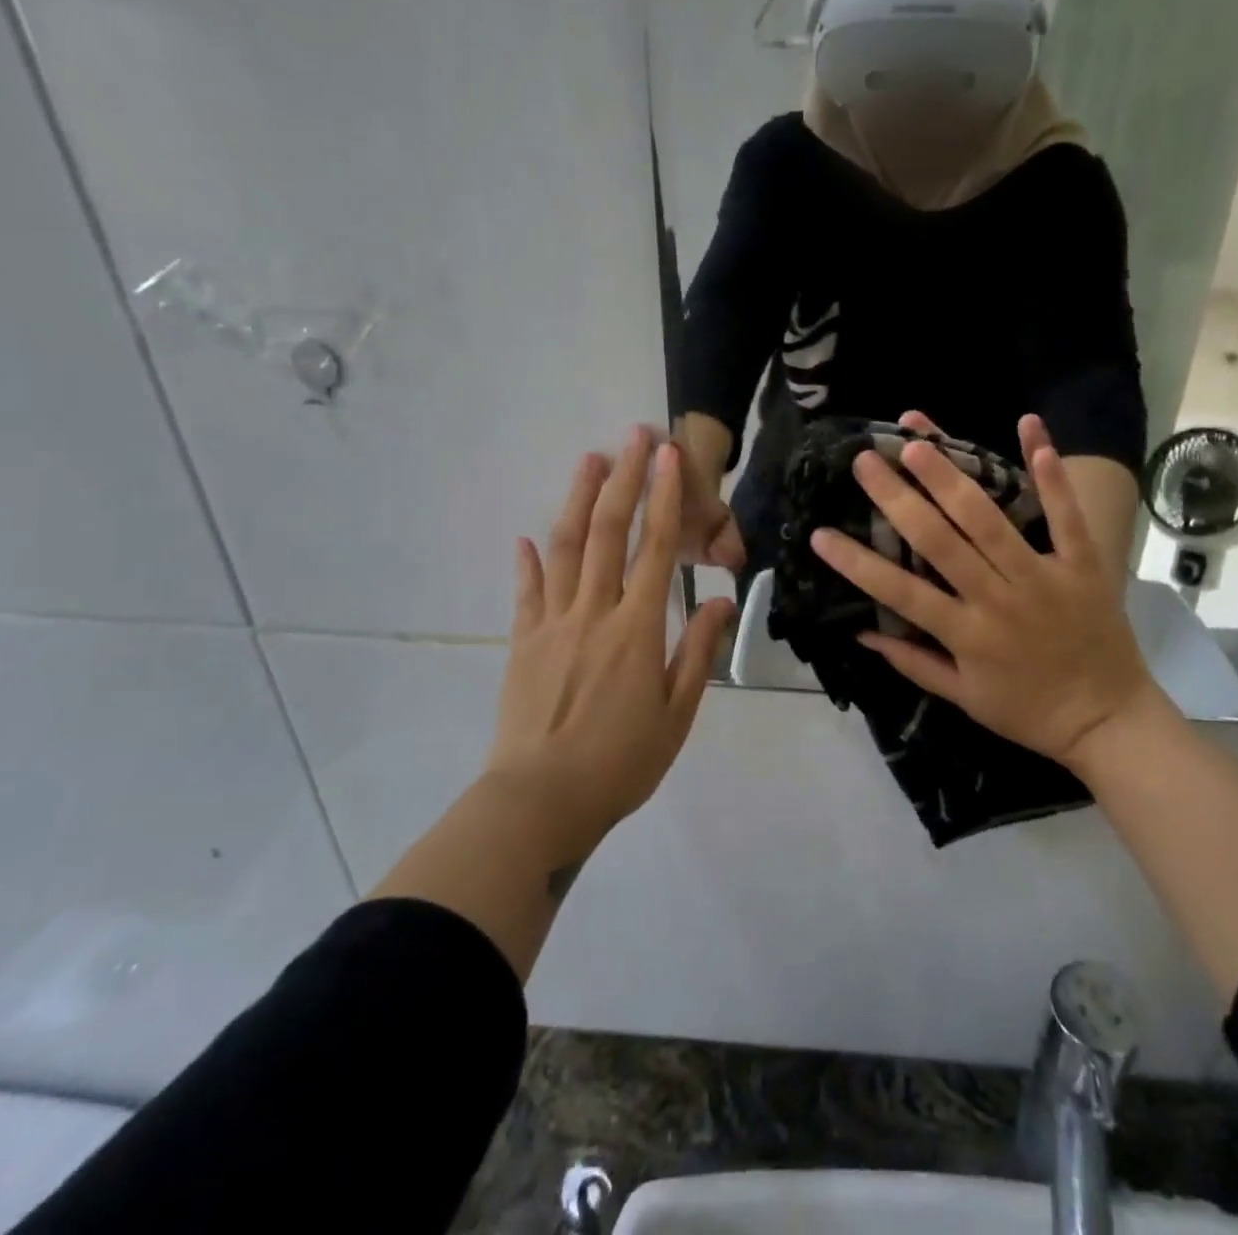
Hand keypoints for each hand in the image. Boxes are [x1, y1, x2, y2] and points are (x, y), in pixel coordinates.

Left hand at [486, 427, 734, 860]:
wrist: (540, 801)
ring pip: (565, 548)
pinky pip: (526, 593)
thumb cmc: (620, 762)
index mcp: (636, 628)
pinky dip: (528, 562)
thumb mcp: (677, 714)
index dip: (663, 497)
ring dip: (577, 499)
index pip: (655, 548)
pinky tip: (526, 539)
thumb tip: (715, 600)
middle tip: (634, 436)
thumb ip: (696, 652)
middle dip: (622, 478)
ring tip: (588, 460)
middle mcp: (593, 612)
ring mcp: (551, 623)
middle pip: (608, 531)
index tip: (668, 456)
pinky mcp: (522, 643)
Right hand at [808, 414, 1157, 774]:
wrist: (1108, 721)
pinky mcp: (1082, 564)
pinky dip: (1049, 473)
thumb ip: (912, 662)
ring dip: (952, 478)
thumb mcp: (962, 698)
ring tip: (918, 442)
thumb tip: (861, 631)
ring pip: (990, 521)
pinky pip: (1066, 514)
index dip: (856, 563)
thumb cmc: (1027, 711)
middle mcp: (998, 599)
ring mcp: (1042, 577)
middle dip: (898, 499)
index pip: (899, 592)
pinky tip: (1030, 427)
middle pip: (940, 542)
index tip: (820, 534)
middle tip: (867, 460)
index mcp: (966, 635)